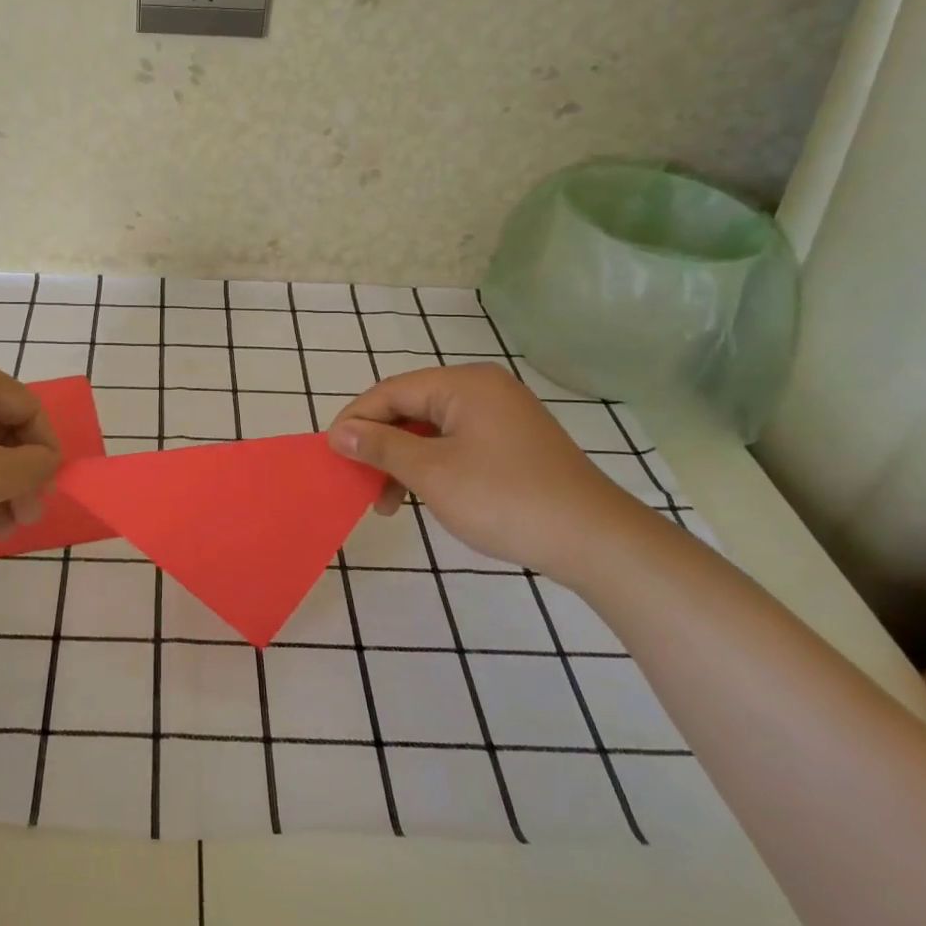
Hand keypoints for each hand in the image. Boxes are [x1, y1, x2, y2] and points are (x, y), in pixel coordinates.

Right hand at [326, 363, 652, 573]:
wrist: (594, 540)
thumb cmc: (503, 499)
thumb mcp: (431, 472)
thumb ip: (381, 446)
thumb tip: (339, 432)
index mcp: (463, 384)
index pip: (391, 392)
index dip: (356, 420)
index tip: (330, 453)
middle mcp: (483, 390)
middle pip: (410, 408)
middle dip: (379, 445)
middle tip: (357, 481)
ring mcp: (502, 416)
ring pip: (432, 430)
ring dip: (403, 462)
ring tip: (387, 504)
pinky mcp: (513, 443)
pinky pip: (456, 444)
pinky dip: (432, 467)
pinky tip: (422, 496)